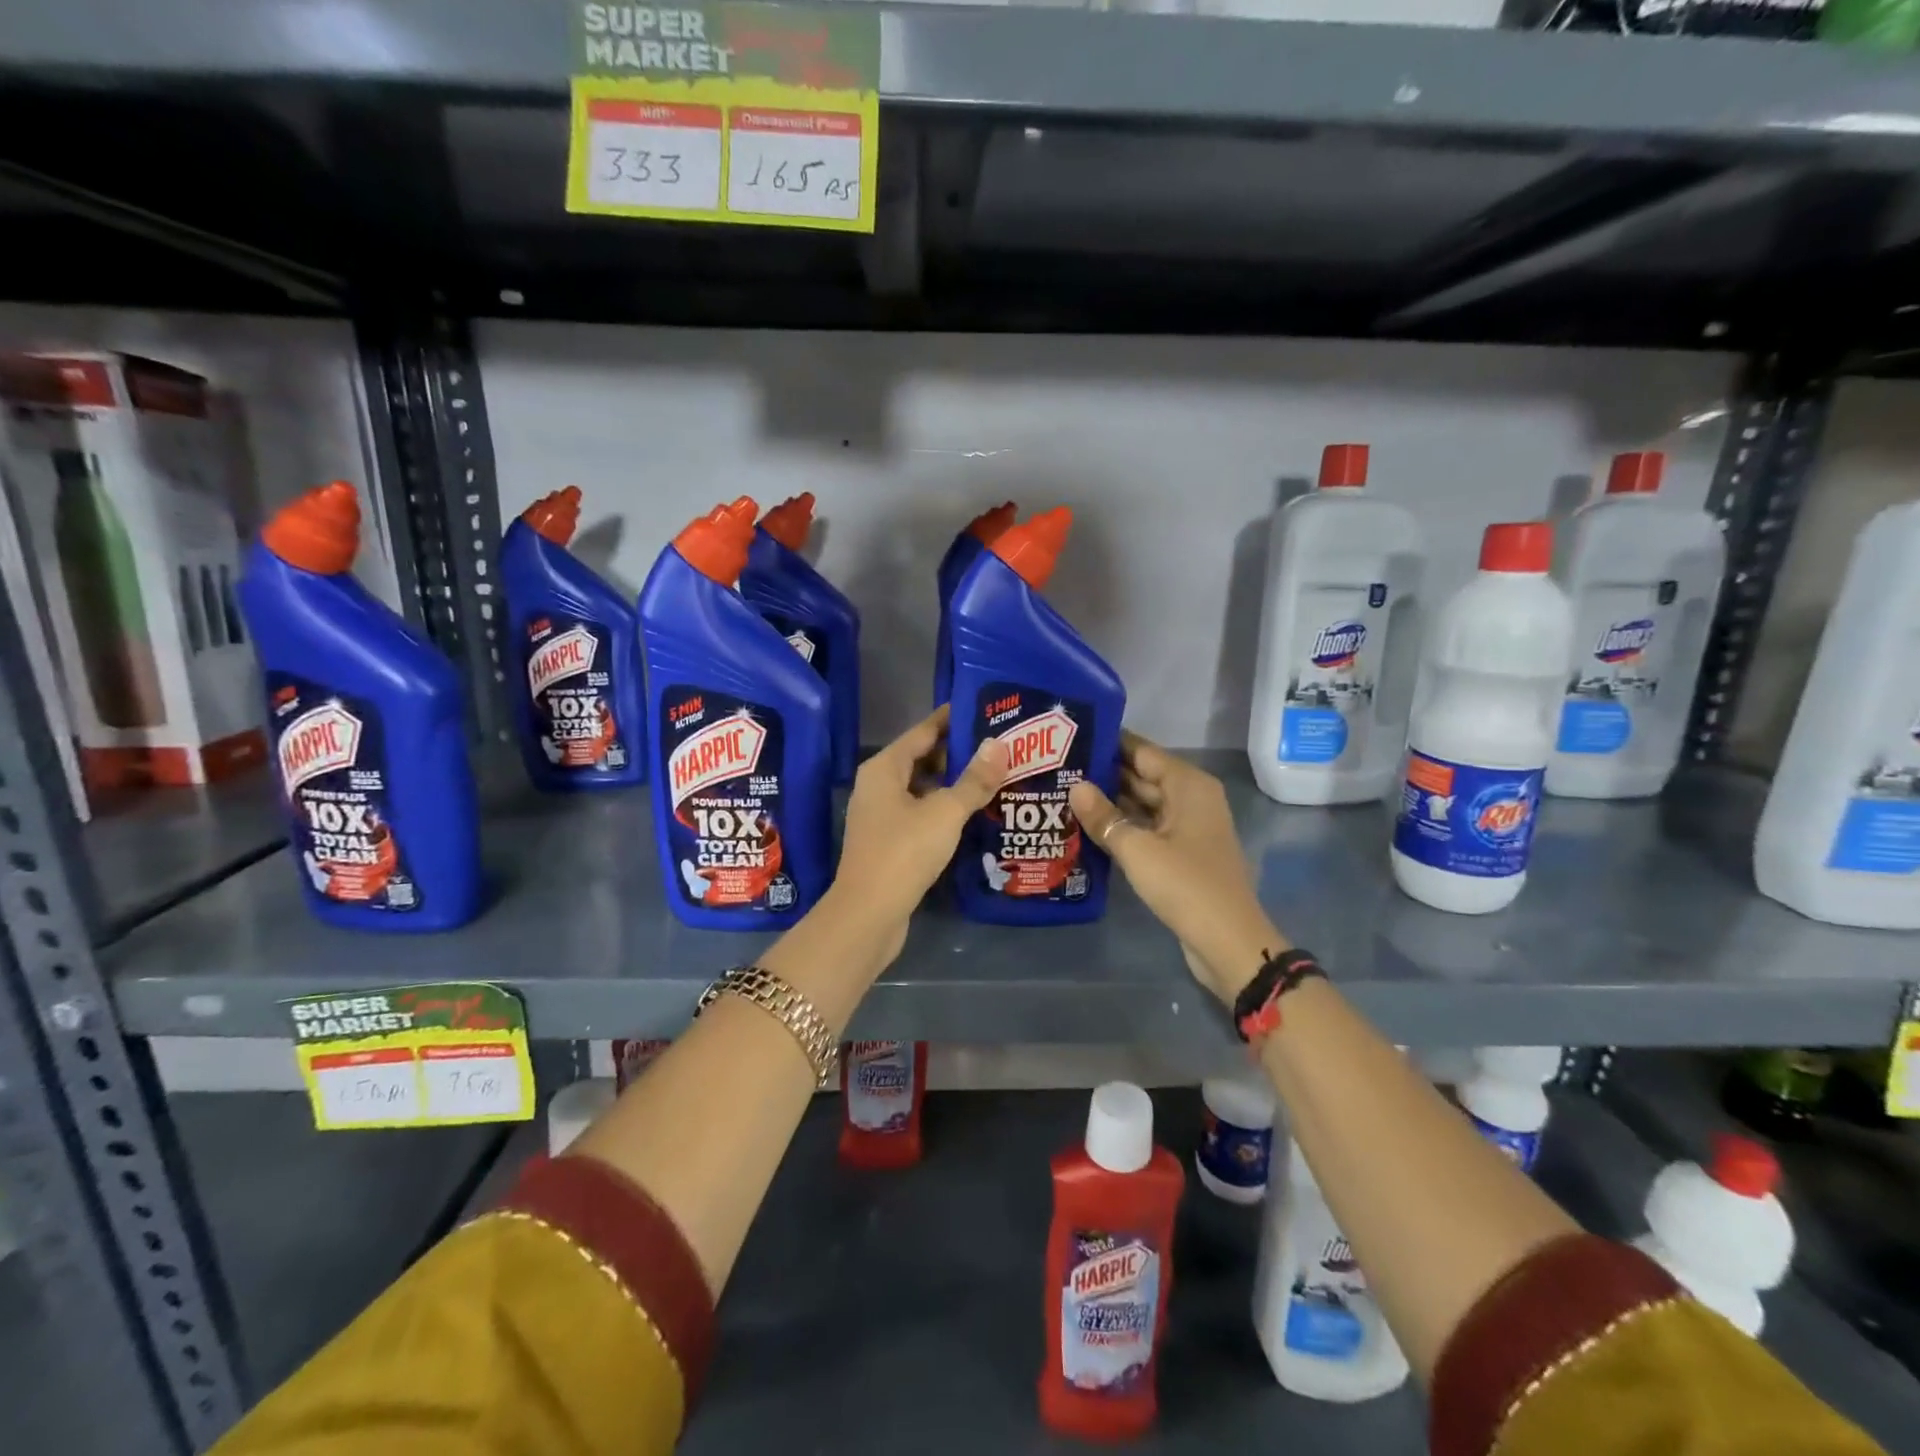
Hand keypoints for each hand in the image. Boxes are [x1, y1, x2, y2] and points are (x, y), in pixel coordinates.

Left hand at [829, 705, 1007, 964]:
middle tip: (999, 747)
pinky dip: (944, 809)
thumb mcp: (945, 812)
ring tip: (994, 777)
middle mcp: (878, 786)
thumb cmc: (904, 852)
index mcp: (884, 768)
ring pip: (922, 788)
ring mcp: (881, 815)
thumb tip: (1000, 744)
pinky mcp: (889, 842)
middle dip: (958, 752)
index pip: (923, 731)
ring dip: (953, 783)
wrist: (869, 914)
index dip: (951, 720)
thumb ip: (974, 779)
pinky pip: (921, 813)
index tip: (983, 710)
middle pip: (922, 758)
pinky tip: (973, 814)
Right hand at [1069, 733, 1286, 1006]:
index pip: (1142, 751)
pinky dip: (1121, 825)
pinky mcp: (1180, 852)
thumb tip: (1075, 786)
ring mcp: (1186, 827)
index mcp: (1188, 785)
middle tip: (1057, 767)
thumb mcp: (1138, 849)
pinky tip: (1086, 826)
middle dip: (1103, 773)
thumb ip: (1104, 816)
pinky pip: (1145, 827)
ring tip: (1063, 792)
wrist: (1228, 942)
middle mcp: (1190, 798)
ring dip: (1109, 801)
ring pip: (1142, 803)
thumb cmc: (1186, 885)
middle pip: (1142, 775)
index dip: (1108, 743)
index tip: (1070, 737)